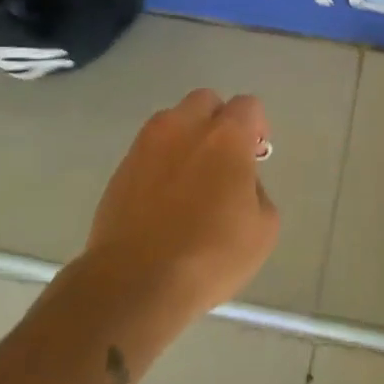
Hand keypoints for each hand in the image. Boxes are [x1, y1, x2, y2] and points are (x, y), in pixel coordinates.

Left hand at [85, 90, 279, 319]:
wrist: (135, 282)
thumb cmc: (210, 255)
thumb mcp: (263, 229)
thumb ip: (257, 191)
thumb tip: (240, 184)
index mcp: (225, 136)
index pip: (247, 106)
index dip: (257, 126)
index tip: (256, 155)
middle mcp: (184, 127)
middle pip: (205, 101)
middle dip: (218, 121)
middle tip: (224, 159)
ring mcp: (146, 145)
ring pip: (172, 121)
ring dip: (186, 137)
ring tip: (191, 178)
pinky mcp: (121, 168)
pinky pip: (149, 150)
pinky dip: (161, 162)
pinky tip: (165, 198)